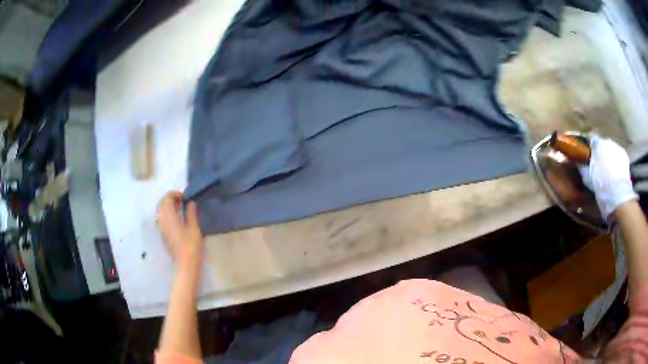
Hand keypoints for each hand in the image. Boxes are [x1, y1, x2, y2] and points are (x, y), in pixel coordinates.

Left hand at [156, 191, 203, 270]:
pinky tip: (177, 218)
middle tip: (181, 201)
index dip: (174, 194)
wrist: (185, 265)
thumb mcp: (194, 228)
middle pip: (161, 203)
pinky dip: (167, 213)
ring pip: (160, 211)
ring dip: (168, 206)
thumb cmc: (191, 247)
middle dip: (170, 198)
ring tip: (180, 209)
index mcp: (169, 217)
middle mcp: (162, 221)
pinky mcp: (163, 234)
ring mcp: (161, 228)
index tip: (184, 197)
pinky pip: (161, 218)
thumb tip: (190, 202)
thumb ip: (191, 213)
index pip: (166, 198)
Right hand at [578, 136, 637, 219]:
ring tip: (608, 170)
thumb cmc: (600, 185)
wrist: (617, 194)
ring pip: (611, 150)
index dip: (589, 146)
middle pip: (603, 144)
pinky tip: (616, 173)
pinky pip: (619, 156)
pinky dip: (617, 162)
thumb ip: (582, 166)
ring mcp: (617, 147)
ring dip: (610, 157)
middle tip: (599, 165)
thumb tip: (578, 161)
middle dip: (601, 152)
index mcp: (596, 143)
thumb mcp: (587, 177)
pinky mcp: (625, 156)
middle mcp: (607, 141)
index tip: (587, 153)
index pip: (591, 139)